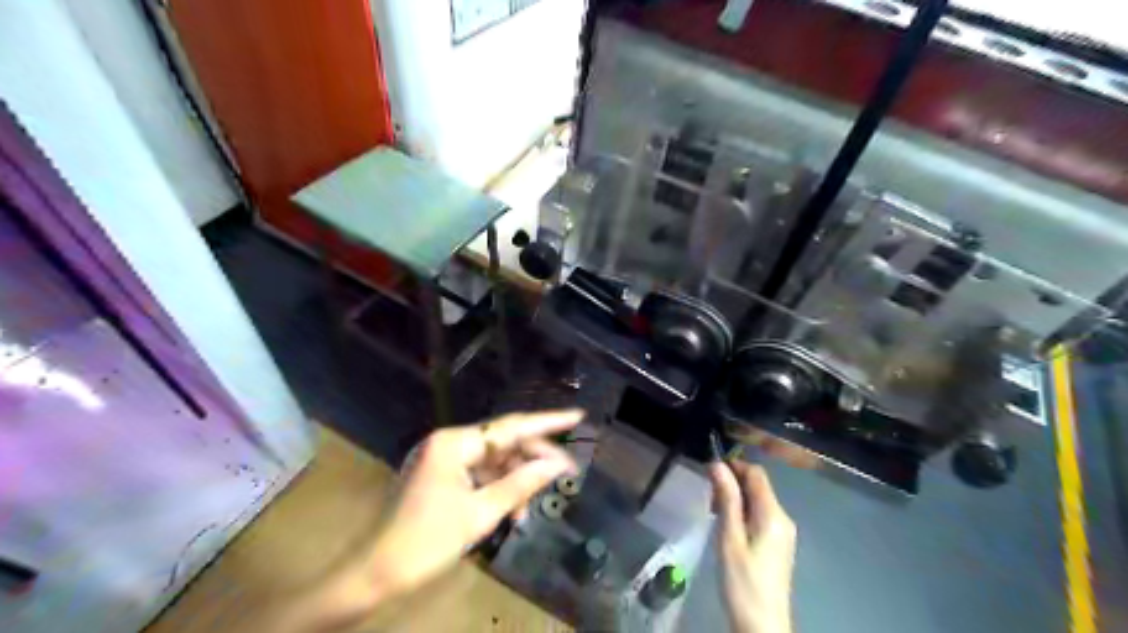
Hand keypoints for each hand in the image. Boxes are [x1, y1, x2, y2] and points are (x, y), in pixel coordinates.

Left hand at [369, 410, 580, 598]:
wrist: (376, 573)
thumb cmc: (426, 541)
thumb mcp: (479, 514)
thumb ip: (520, 484)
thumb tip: (556, 465)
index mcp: (454, 443)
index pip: (510, 427)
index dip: (547, 422)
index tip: (577, 416)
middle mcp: (449, 442)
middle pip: (503, 442)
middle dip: (534, 458)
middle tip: (567, 472)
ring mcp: (444, 459)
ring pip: (494, 460)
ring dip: (516, 479)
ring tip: (533, 504)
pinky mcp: (442, 476)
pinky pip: (480, 474)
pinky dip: (498, 489)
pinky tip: (513, 511)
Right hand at [708, 461, 795, 632]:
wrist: (762, 625)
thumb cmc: (742, 581)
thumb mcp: (729, 538)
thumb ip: (726, 499)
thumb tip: (717, 464)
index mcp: (773, 514)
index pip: (756, 473)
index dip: (733, 466)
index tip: (709, 472)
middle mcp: (783, 518)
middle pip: (758, 486)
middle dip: (732, 483)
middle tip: (708, 498)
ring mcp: (783, 532)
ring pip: (758, 500)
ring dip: (735, 498)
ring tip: (714, 513)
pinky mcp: (778, 544)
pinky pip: (760, 515)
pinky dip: (743, 513)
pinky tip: (727, 527)